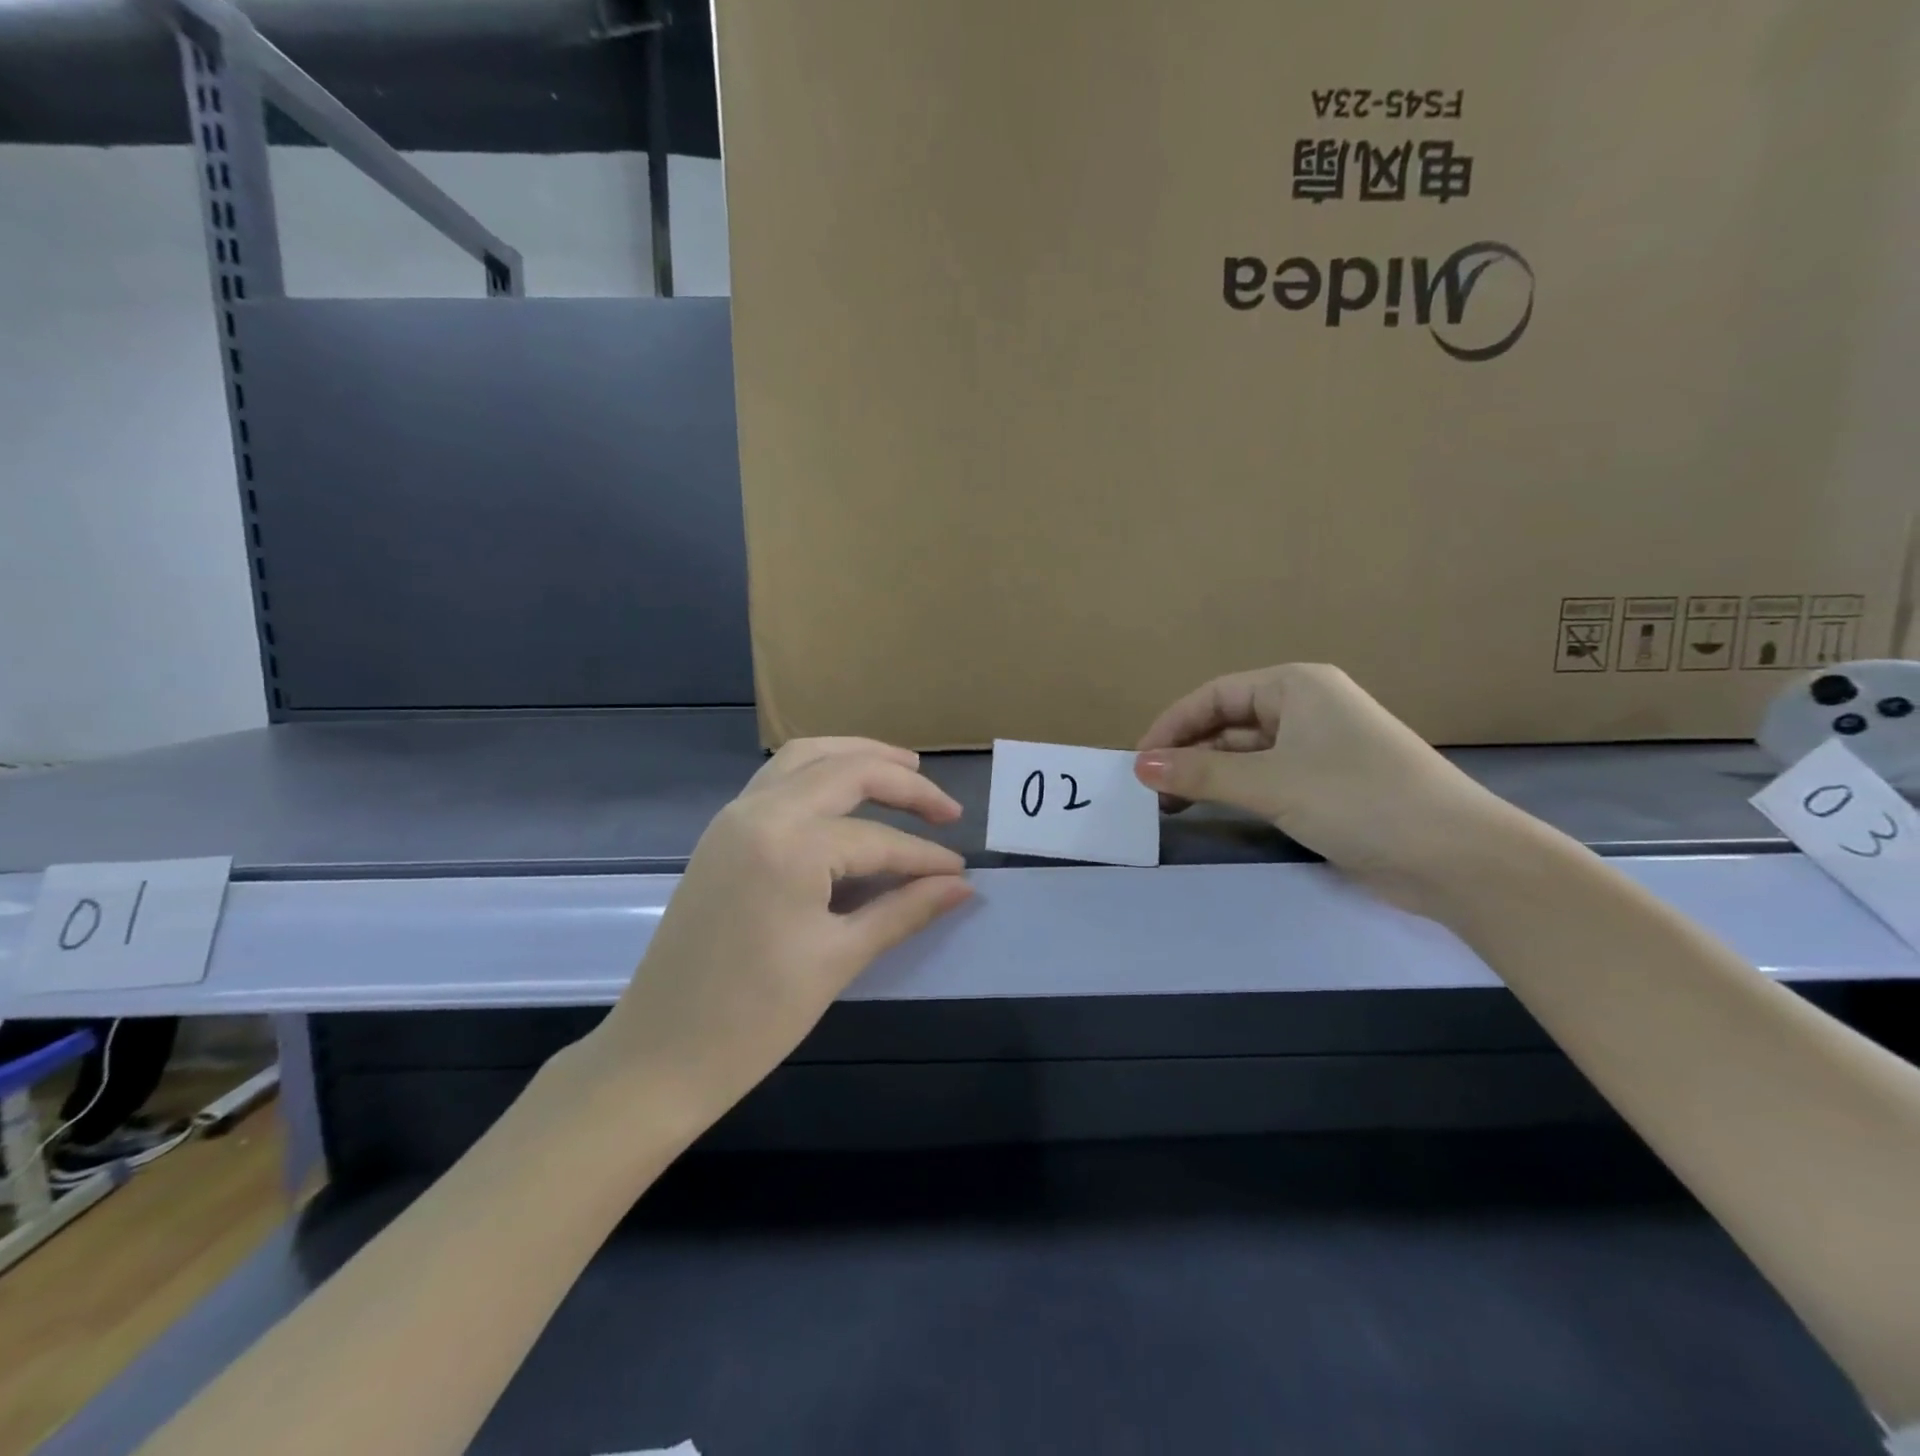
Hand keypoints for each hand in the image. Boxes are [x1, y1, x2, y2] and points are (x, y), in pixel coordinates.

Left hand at [592, 738, 971, 1127]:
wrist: (659, 1054)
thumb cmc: (755, 1017)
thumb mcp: (839, 959)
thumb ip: (905, 910)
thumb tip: (962, 886)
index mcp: (789, 845)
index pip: (878, 839)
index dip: (925, 857)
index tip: (961, 873)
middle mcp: (759, 811)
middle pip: (846, 771)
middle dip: (904, 783)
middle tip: (948, 810)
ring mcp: (733, 817)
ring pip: (805, 757)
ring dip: (858, 757)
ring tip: (905, 771)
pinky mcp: (721, 832)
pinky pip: (777, 779)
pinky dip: (819, 771)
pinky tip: (846, 795)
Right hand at [1134, 664, 1506, 909]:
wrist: (1454, 856)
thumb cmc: (1357, 799)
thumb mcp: (1269, 783)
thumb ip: (1200, 774)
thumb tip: (1139, 766)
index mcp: (1296, 686)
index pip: (1215, 695)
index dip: (1172, 725)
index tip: (1140, 762)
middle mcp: (1307, 708)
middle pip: (1228, 722)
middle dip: (1188, 751)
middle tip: (1152, 789)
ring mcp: (1320, 747)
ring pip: (1246, 752)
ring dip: (1208, 773)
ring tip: (1172, 802)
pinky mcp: (1328, 784)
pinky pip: (1267, 776)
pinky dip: (1235, 789)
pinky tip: (1213, 807)